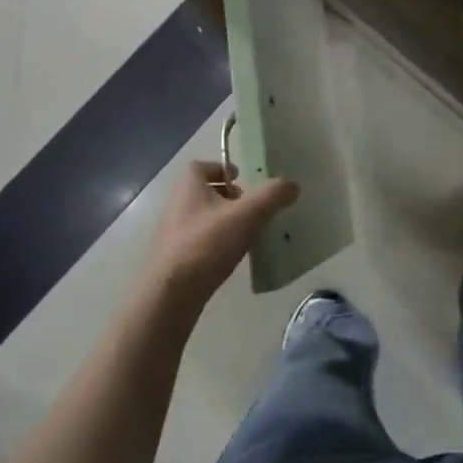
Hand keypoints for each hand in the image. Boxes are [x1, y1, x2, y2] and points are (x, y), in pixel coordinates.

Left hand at [142, 162, 299, 308]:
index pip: (201, 166)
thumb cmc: (207, 244)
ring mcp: (171, 234)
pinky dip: (214, 243)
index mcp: (188, 187)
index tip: (243, 179)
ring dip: (222, 221)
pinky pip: (197, 241)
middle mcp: (176, 206)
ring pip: (201, 218)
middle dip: (227, 196)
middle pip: (203, 192)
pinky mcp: (173, 260)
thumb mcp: (247, 215)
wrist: (170, 296)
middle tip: (250, 208)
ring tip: (244, 234)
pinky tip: (229, 257)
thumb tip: (293, 185)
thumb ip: (272, 196)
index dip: (222, 169)